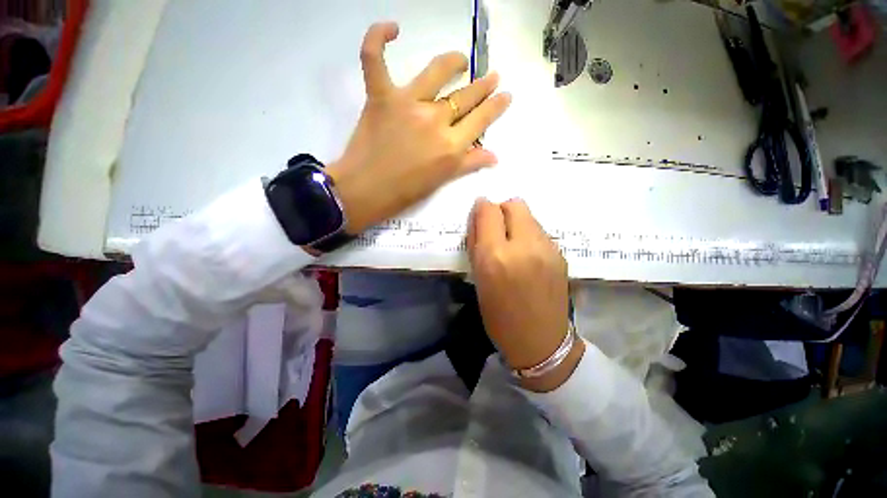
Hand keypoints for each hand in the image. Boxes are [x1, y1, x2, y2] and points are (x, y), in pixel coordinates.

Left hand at [326, 22, 511, 234]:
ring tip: (461, 60)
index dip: (495, 106)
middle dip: (483, 87)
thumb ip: (468, 164)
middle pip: (464, 97)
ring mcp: (407, 104)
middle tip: (492, 77)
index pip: (481, 120)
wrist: (366, 191)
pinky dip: (378, 39)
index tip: (505, 95)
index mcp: (451, 146)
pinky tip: (393, 28)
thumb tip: (494, 156)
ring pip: (436, 72)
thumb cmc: (405, 192)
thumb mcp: (442, 181)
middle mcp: (434, 120)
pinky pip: (375, 59)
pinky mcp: (381, 96)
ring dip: (453, 62)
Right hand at [467, 198, 582, 391]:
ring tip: (512, 245)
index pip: (488, 210)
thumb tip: (478, 219)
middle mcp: (523, 246)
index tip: (479, 215)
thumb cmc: (499, 317)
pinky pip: (540, 231)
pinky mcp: (560, 254)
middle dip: (501, 210)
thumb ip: (476, 245)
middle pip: (514, 204)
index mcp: (495, 256)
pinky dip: (529, 234)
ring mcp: (547, 248)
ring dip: (516, 222)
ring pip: (529, 216)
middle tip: (496, 229)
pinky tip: (527, 255)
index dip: (481, 208)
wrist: (541, 342)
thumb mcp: (478, 280)